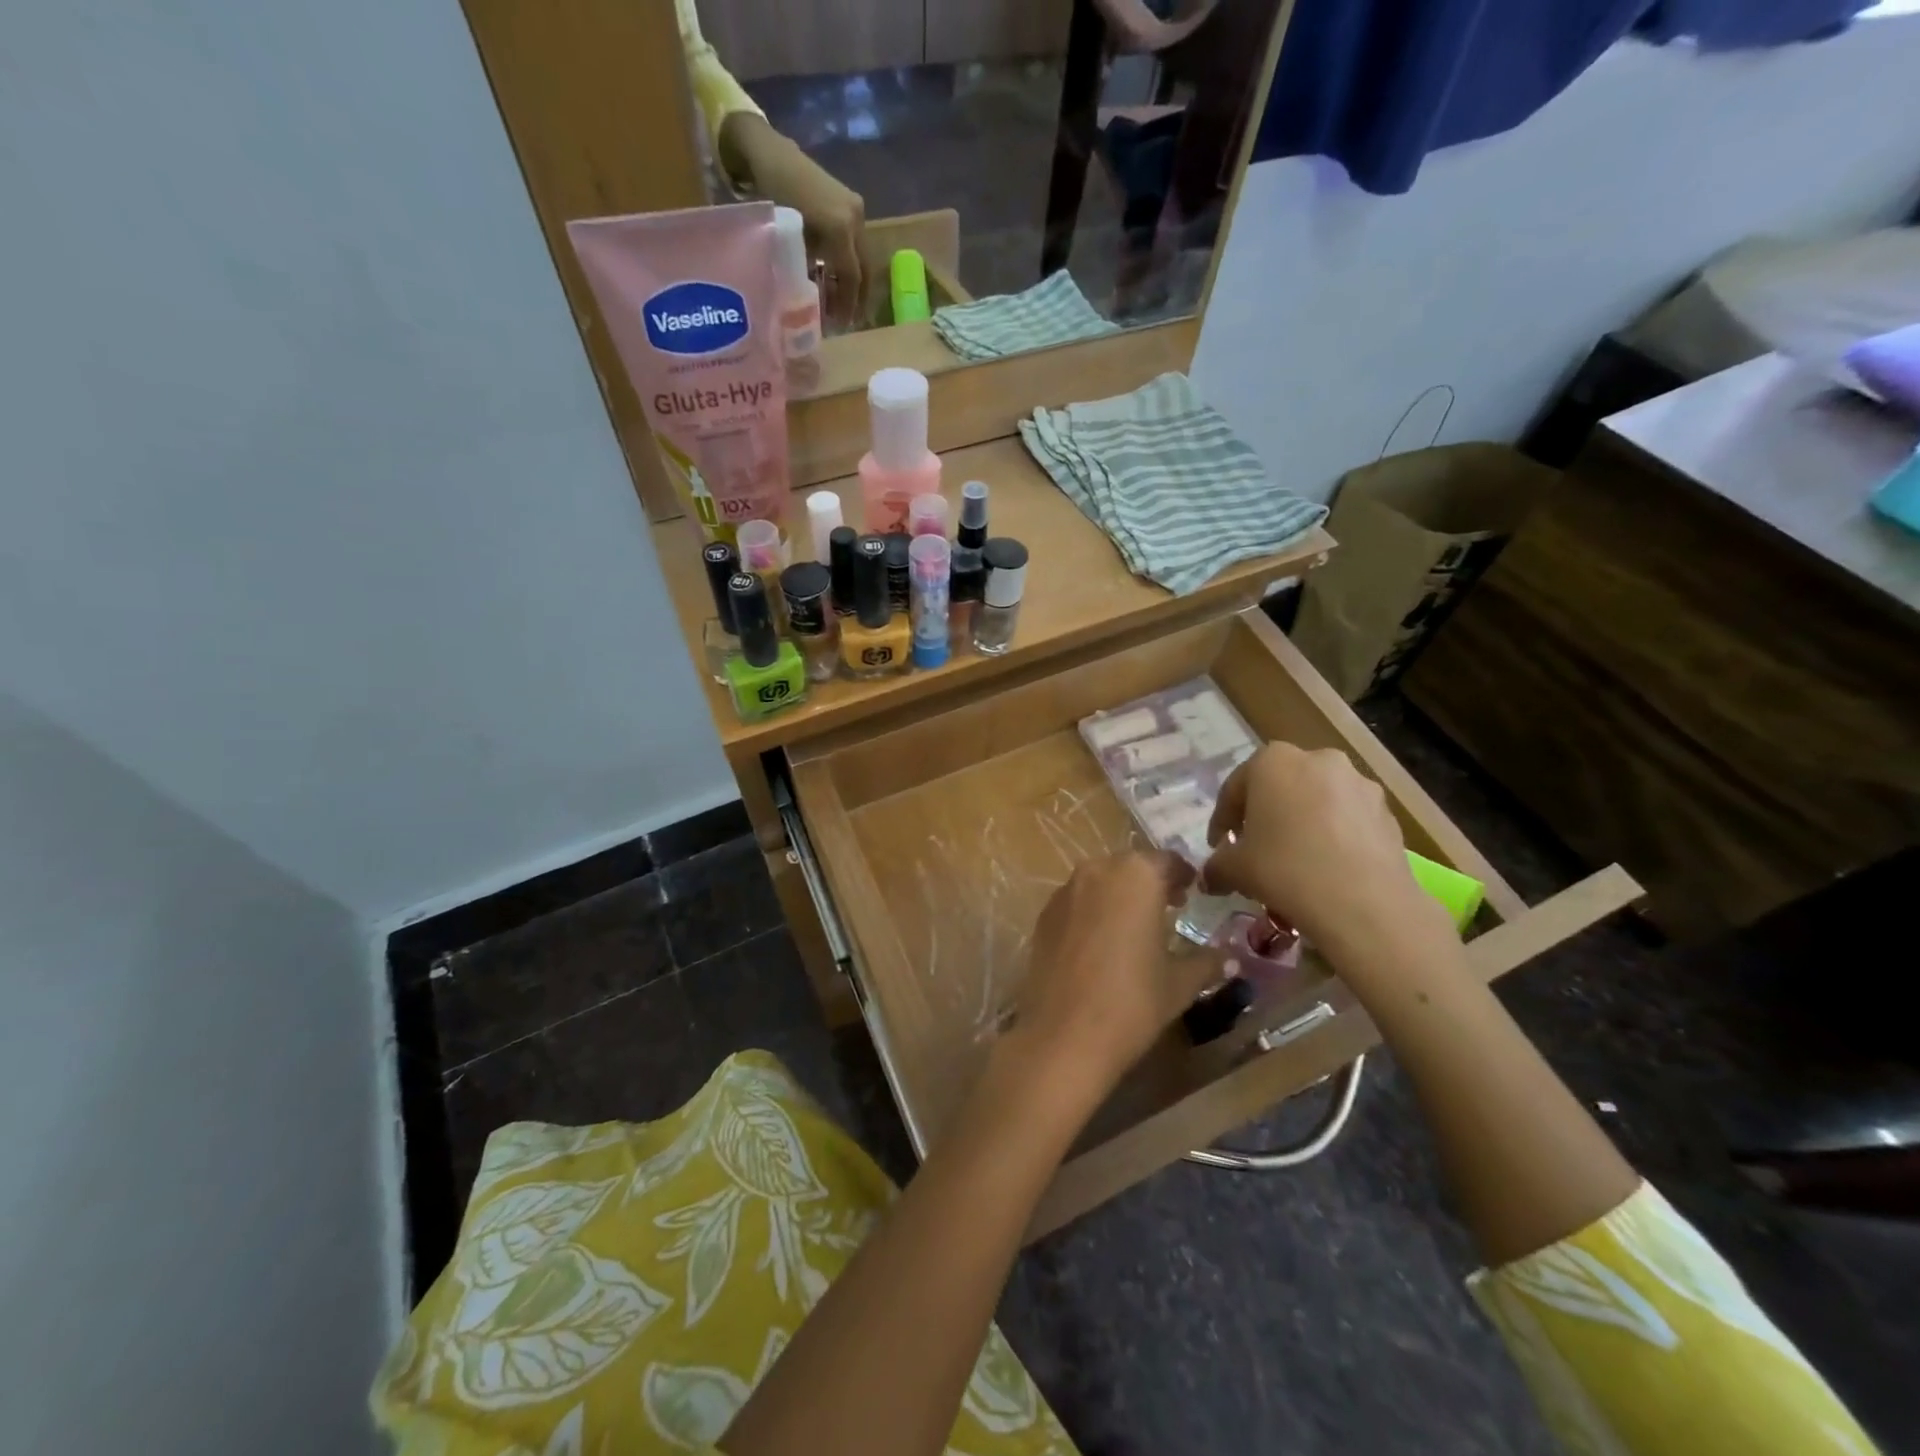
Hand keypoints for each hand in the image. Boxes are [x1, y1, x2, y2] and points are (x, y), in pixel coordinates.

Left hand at [720, 114, 866, 327]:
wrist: (766, 150)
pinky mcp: (849, 201)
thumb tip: (817, 297)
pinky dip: (848, 261)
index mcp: (841, 228)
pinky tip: (837, 274)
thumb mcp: (789, 239)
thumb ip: (808, 268)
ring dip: (854, 280)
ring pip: (861, 256)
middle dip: (858, 296)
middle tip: (850, 318)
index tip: (843, 325)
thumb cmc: (771, 194)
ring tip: (842, 300)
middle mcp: (855, 218)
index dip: (848, 304)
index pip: (852, 277)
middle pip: (863, 268)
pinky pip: (854, 241)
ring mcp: (854, 207)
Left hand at [1012, 852, 1222, 1090]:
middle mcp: (1098, 871)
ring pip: (1100, 881)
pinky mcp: (1044, 914)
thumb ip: (1207, 962)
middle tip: (1168, 907)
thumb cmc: (1133, 1002)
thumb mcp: (1180, 983)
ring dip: (1119, 894)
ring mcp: (1065, 891)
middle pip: (1130, 866)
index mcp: (1137, 875)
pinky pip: (1076, 901)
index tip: (1192, 891)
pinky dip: (1092, 911)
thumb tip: (1230, 958)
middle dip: (1150, 882)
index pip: (1167, 861)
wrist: (1065, 1034)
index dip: (1182, 875)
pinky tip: (1101, 942)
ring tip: (1134, 925)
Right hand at [1202, 744, 1451, 963]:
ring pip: (1317, 799)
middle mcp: (1317, 759)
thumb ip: (1217, 866)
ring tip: (1296, 858)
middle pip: (1279, 787)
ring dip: (1302, 822)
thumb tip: (1209, 878)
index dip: (1222, 821)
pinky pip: (1348, 818)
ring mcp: (1358, 782)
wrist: (1365, 904)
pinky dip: (1334, 834)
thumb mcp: (1236, 869)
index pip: (1235, 789)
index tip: (1217, 846)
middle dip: (1265, 814)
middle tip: (1256, 847)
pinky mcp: (1387, 810)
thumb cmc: (1285, 870)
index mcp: (1272, 761)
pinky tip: (1328, 866)